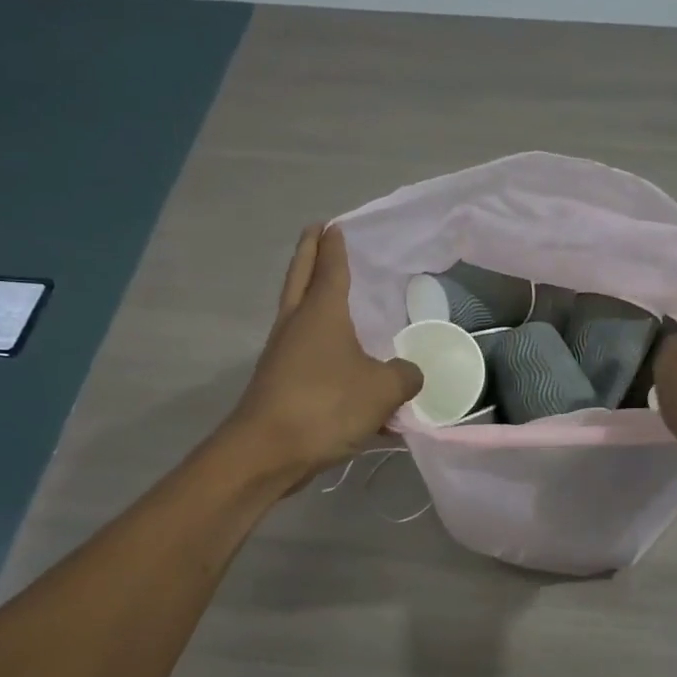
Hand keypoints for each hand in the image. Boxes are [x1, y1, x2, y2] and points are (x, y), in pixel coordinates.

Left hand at [227, 224, 423, 482]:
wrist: (267, 451)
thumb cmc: (326, 405)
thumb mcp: (383, 389)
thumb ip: (405, 375)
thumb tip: (409, 372)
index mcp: (321, 311)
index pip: (329, 264)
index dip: (335, 244)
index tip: (337, 225)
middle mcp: (296, 323)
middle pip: (300, 276)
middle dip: (309, 252)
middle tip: (318, 233)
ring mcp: (282, 351)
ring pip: (296, 310)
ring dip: (309, 293)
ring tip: (330, 289)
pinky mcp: (278, 380)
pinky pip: (302, 347)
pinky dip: (316, 336)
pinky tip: (337, 354)